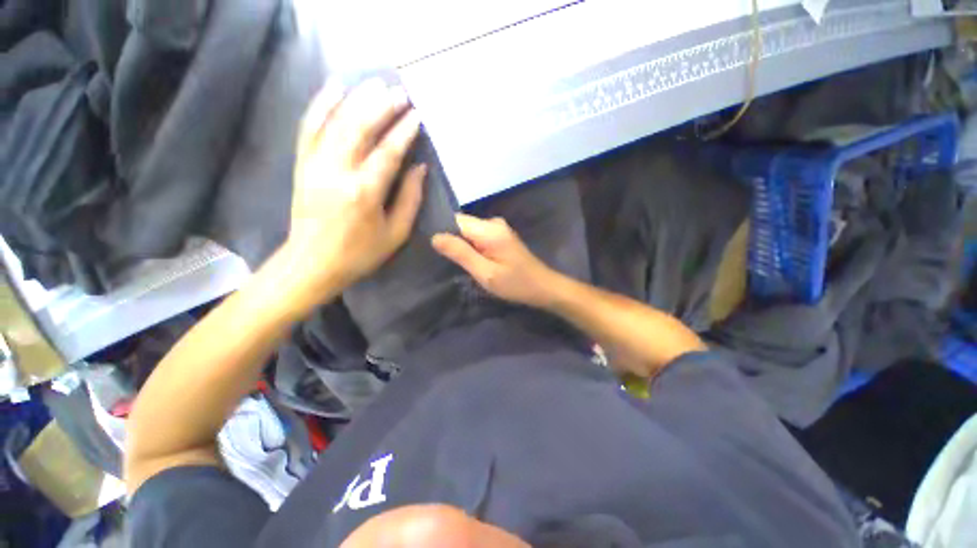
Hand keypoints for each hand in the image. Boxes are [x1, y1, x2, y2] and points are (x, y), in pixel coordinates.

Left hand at [286, 79, 426, 299]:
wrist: (312, 263)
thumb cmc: (360, 253)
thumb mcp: (395, 233)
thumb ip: (410, 199)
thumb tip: (419, 168)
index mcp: (365, 192)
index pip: (388, 152)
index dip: (404, 132)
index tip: (417, 115)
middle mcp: (338, 172)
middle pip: (360, 128)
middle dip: (382, 107)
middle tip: (400, 92)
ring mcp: (315, 165)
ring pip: (335, 122)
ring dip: (357, 99)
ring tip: (375, 83)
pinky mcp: (303, 165)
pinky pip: (309, 128)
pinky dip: (321, 105)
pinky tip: (334, 89)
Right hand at [431, 214, 562, 308]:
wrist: (543, 287)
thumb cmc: (515, 284)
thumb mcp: (485, 273)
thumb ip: (461, 254)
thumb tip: (435, 237)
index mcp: (489, 229)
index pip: (455, 220)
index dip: (443, 232)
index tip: (434, 249)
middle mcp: (493, 223)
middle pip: (462, 225)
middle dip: (452, 240)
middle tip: (446, 261)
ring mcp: (498, 228)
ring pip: (469, 231)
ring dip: (461, 245)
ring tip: (457, 262)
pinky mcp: (501, 236)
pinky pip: (478, 236)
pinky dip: (471, 247)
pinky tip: (471, 260)